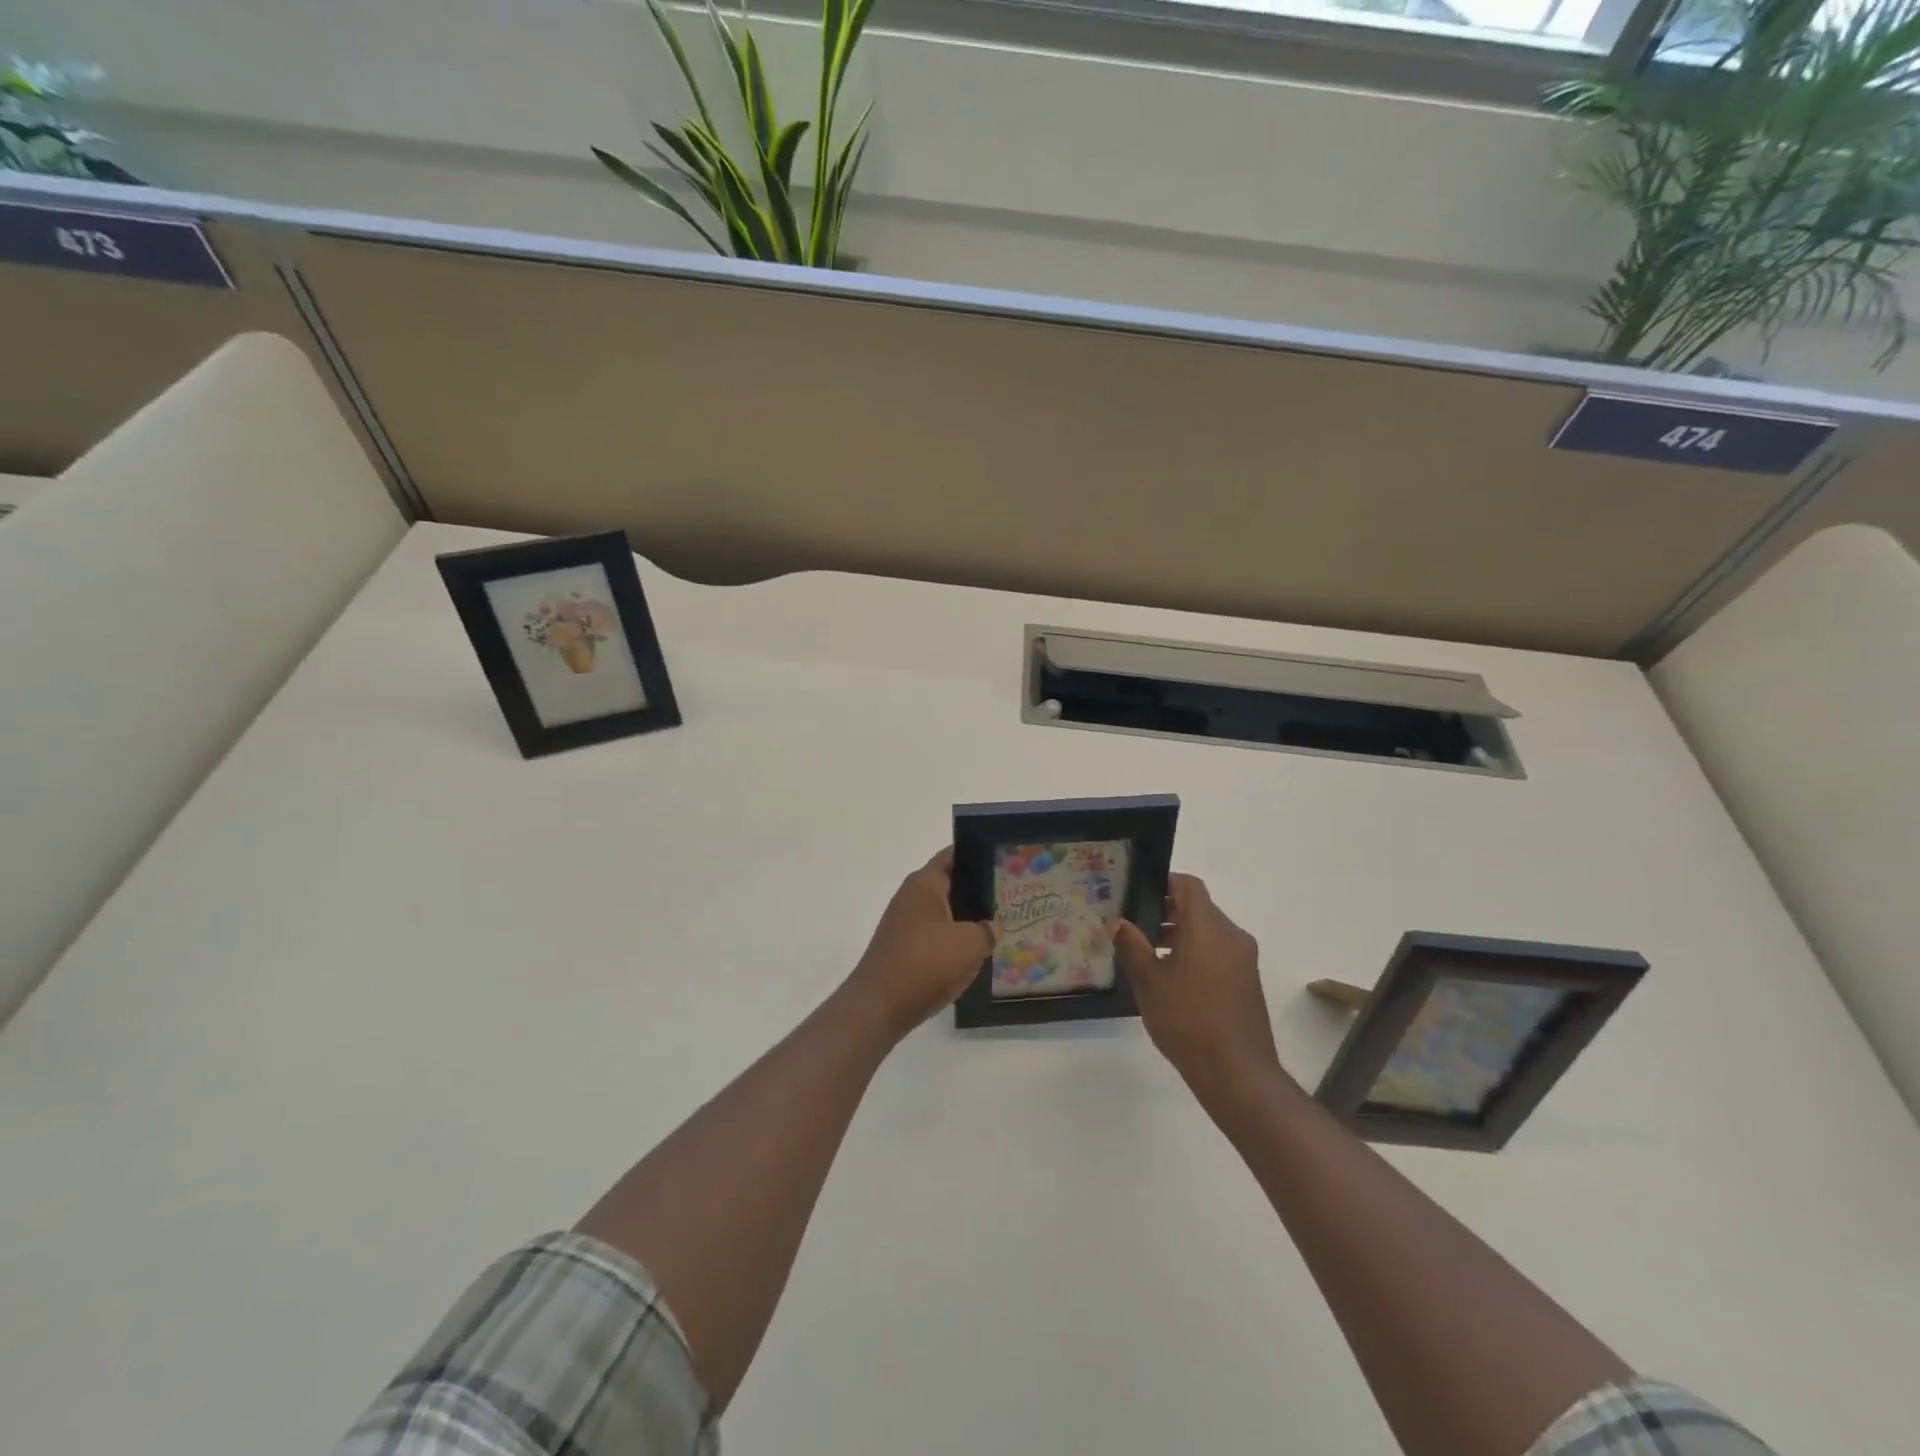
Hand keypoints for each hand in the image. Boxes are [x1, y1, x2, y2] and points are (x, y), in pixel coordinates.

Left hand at [846, 847, 992, 1037]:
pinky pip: (932, 935)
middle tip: (1007, 897)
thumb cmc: (926, 963)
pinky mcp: (901, 947)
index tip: (1001, 861)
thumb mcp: (970, 944)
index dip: (976, 855)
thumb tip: (991, 927)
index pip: (952, 856)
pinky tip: (970, 954)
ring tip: (994, 926)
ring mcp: (902, 923)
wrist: (880, 1005)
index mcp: (924, 883)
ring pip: (941, 912)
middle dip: (975, 890)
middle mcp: (910, 896)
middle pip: (948, 884)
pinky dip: (950, 940)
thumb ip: (987, 930)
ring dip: (963, 918)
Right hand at [1114, 873, 1280, 1099]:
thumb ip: (1132, 946)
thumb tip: (1119, 922)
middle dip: (1167, 911)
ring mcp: (1244, 959)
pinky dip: (1196, 953)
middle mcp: (1231, 935)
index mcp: (1207, 927)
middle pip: (1199, 908)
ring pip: (1209, 932)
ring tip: (1149, 954)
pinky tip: (1172, 979)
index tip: (1138, 892)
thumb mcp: (1149, 981)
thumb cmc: (1187, 1019)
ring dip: (1181, 934)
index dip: (1164, 882)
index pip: (1188, 885)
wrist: (1237, 1072)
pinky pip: (1219, 952)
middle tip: (1135, 924)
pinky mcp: (1248, 981)